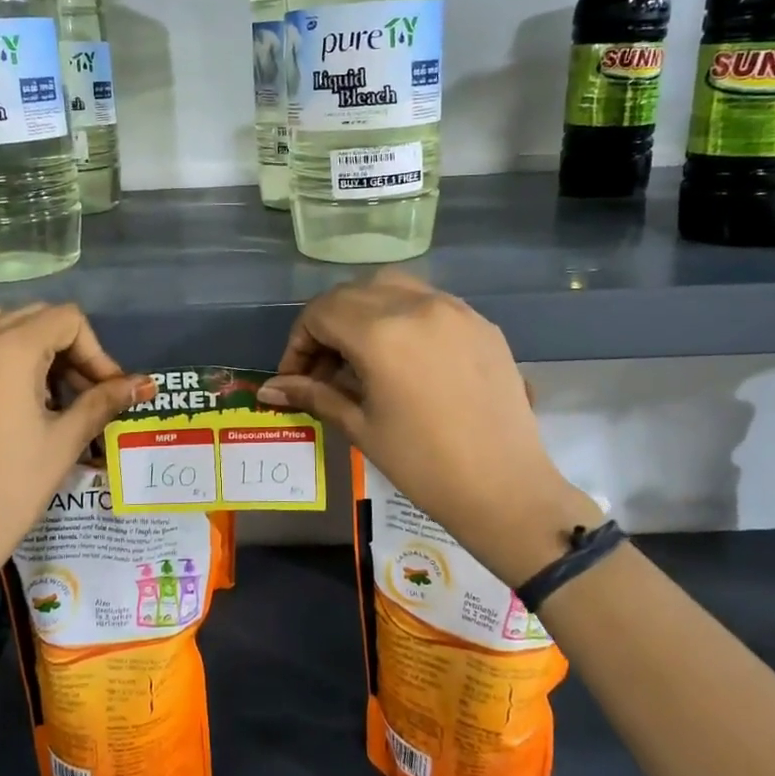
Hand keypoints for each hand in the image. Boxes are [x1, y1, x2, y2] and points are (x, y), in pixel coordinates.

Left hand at [0, 304, 150, 588]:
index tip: (103, 390)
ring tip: (39, 399)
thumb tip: (144, 384)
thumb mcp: (65, 440)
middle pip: (30, 317)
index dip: (95, 351)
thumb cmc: (12, 489)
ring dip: (25, 351)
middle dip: (63, 348)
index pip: (65, 319)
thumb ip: (104, 400)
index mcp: (8, 351)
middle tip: (78, 394)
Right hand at [259, 270, 598, 585]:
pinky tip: (404, 355)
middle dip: (327, 324)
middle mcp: (417, 306)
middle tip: (323, 368)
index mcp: (381, 333)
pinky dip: (403, 315)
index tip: (295, 378)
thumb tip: (269, 388)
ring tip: (361, 355)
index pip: (321, 313)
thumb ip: (314, 395)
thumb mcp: (361, 427)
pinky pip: (429, 302)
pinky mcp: (481, 323)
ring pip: (392, 287)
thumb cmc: (423, 466)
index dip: (299, 343)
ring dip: (364, 310)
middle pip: (352, 293)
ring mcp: (455, 310)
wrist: (505, 489)